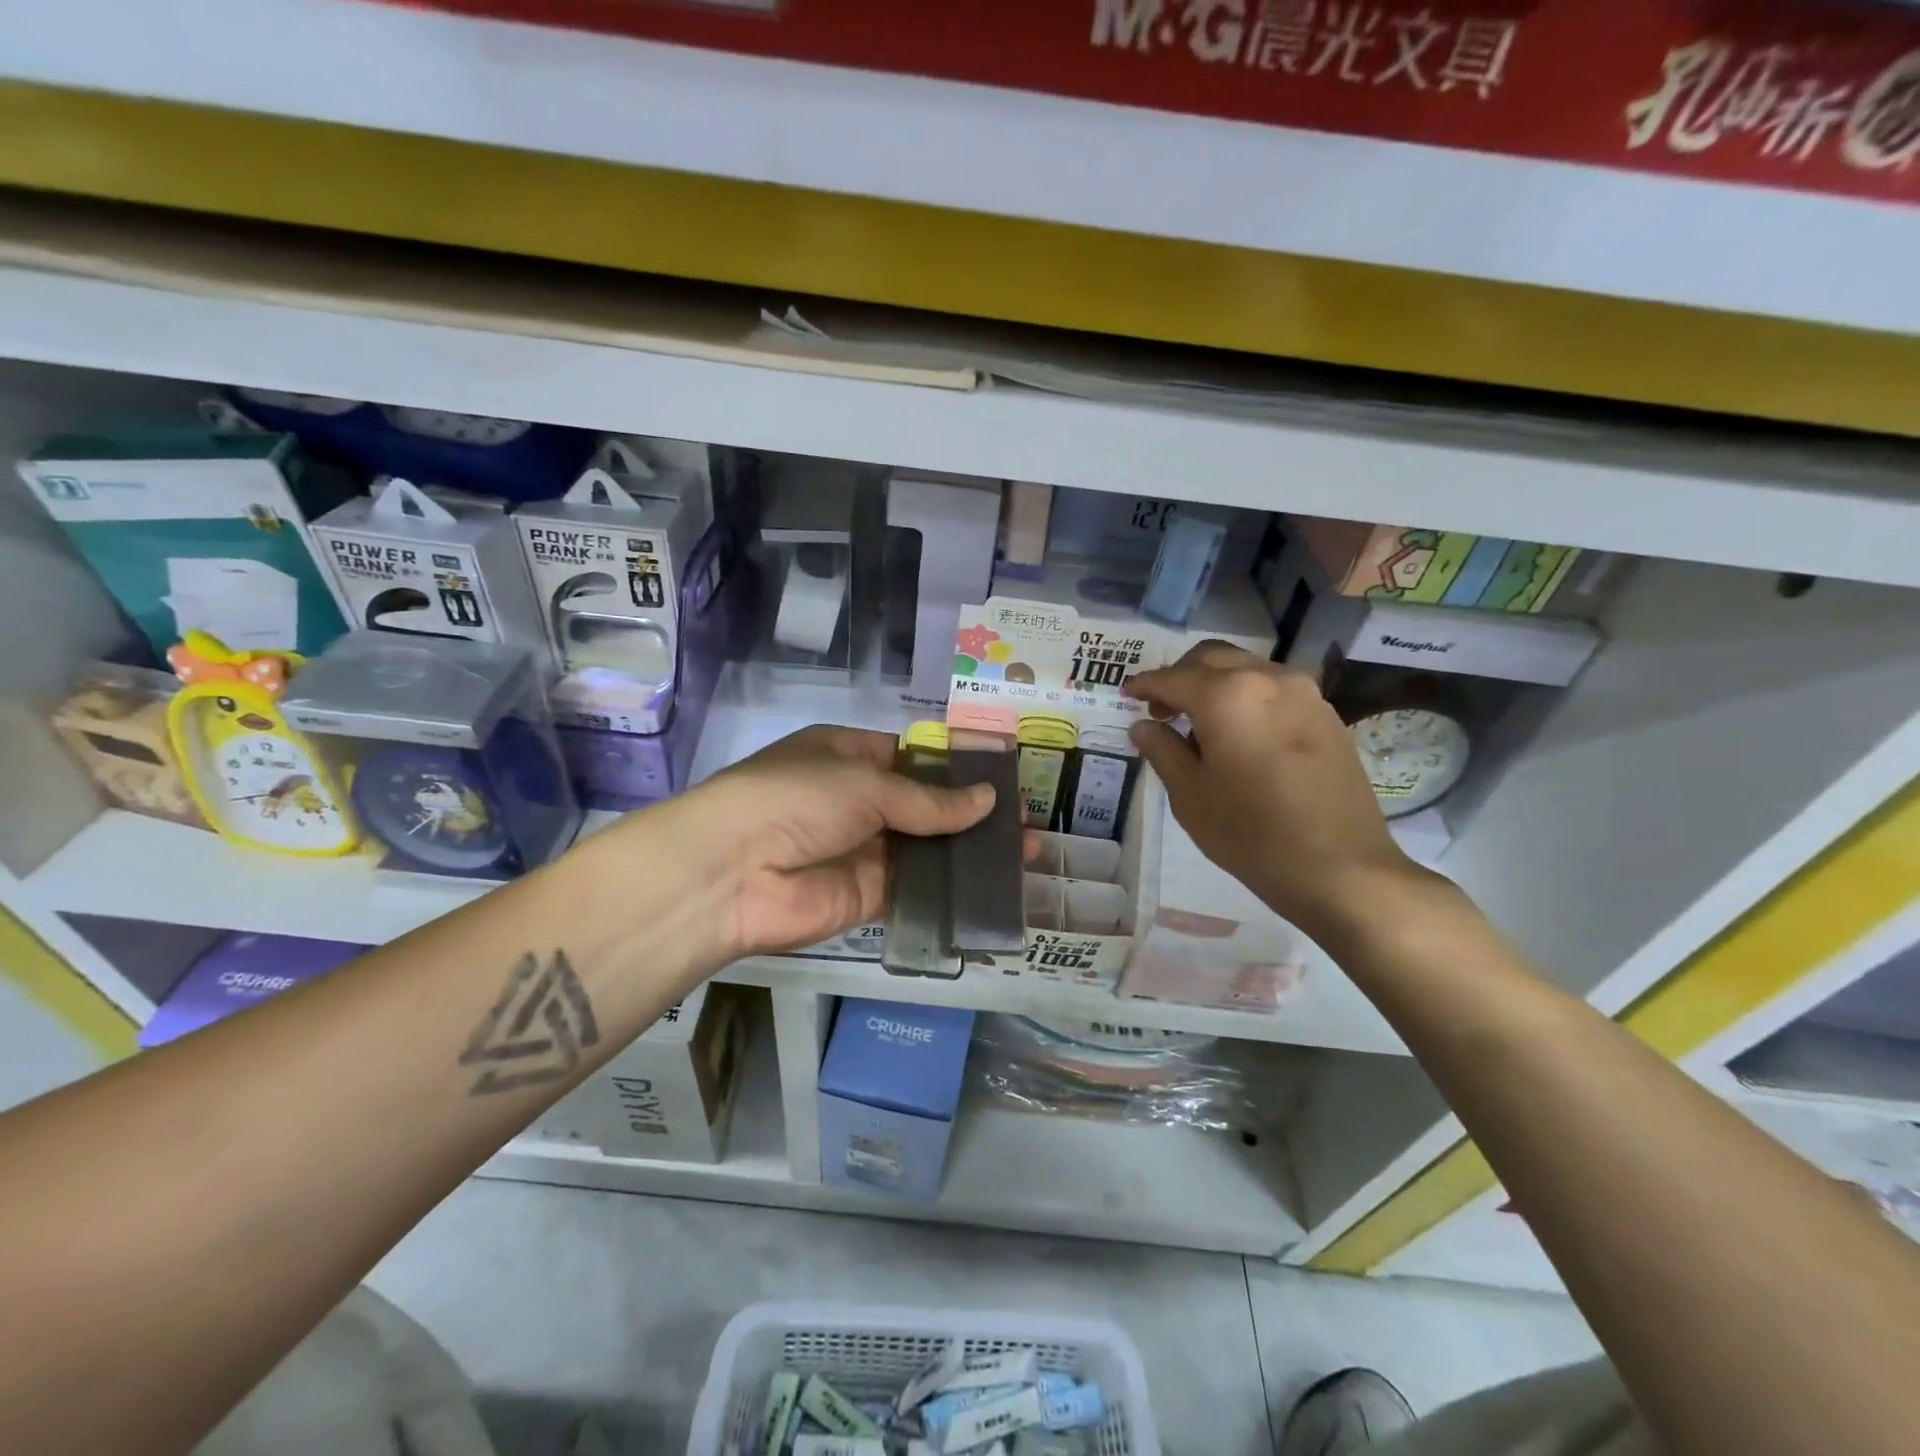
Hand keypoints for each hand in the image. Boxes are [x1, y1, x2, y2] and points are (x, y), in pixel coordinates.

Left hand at [660, 725, 994, 959]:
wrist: (732, 872)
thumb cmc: (796, 798)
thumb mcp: (865, 784)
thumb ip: (928, 800)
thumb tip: (987, 801)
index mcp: (849, 756)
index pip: (913, 758)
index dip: (957, 768)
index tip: (1003, 777)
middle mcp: (857, 800)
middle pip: (925, 805)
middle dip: (972, 812)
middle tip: (1025, 820)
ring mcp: (863, 849)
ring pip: (927, 848)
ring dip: (970, 851)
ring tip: (1025, 853)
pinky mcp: (867, 895)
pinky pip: (916, 888)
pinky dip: (952, 887)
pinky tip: (994, 886)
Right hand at [1124, 641, 1435, 942]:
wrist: (1341, 867)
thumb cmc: (1251, 833)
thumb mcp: (1190, 796)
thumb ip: (1162, 750)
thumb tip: (1143, 726)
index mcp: (1226, 695)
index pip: (1172, 678)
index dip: (1145, 685)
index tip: (1127, 695)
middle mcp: (1266, 678)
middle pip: (1211, 658)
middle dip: (1180, 676)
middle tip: (1162, 709)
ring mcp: (1303, 693)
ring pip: (1246, 669)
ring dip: (1216, 684)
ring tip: (1201, 725)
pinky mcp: (1326, 714)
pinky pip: (1274, 689)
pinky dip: (1247, 698)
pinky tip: (1241, 735)